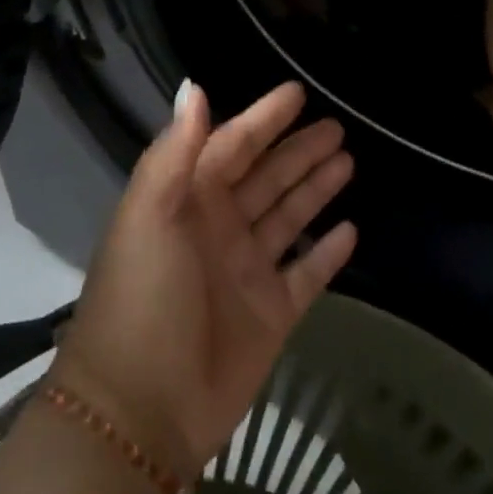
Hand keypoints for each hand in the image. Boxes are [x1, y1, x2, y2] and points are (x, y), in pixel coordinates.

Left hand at [53, 81, 357, 480]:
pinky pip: (306, 273)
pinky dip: (326, 253)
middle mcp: (219, 226)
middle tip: (336, 127)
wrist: (141, 408)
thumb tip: (194, 86)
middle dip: (298, 150)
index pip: (232, 145)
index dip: (263, 118)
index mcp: (188, 199)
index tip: (297, 93)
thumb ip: (176, 150)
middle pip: (266, 176)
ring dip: (314, 188)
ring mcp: (246, 270)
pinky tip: (351, 230)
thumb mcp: (149, 214)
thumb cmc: (144, 295)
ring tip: (348, 159)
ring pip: (288, 216)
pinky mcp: (270, 314)